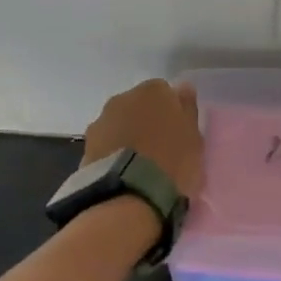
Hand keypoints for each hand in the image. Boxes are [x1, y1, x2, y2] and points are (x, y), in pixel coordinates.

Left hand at [82, 79, 204, 199]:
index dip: (172, 112)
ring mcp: (101, 121)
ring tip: (139, 165)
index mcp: (153, 91)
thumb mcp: (194, 138)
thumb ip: (188, 110)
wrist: (129, 192)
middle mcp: (123, 98)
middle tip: (159, 149)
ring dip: (127, 137)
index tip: (177, 132)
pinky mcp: (86, 146)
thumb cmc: (171, 161)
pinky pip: (105, 145)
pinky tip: (122, 172)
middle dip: (146, 122)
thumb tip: (183, 88)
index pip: (165, 93)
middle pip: (138, 106)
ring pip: (119, 124)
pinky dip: (113, 153)